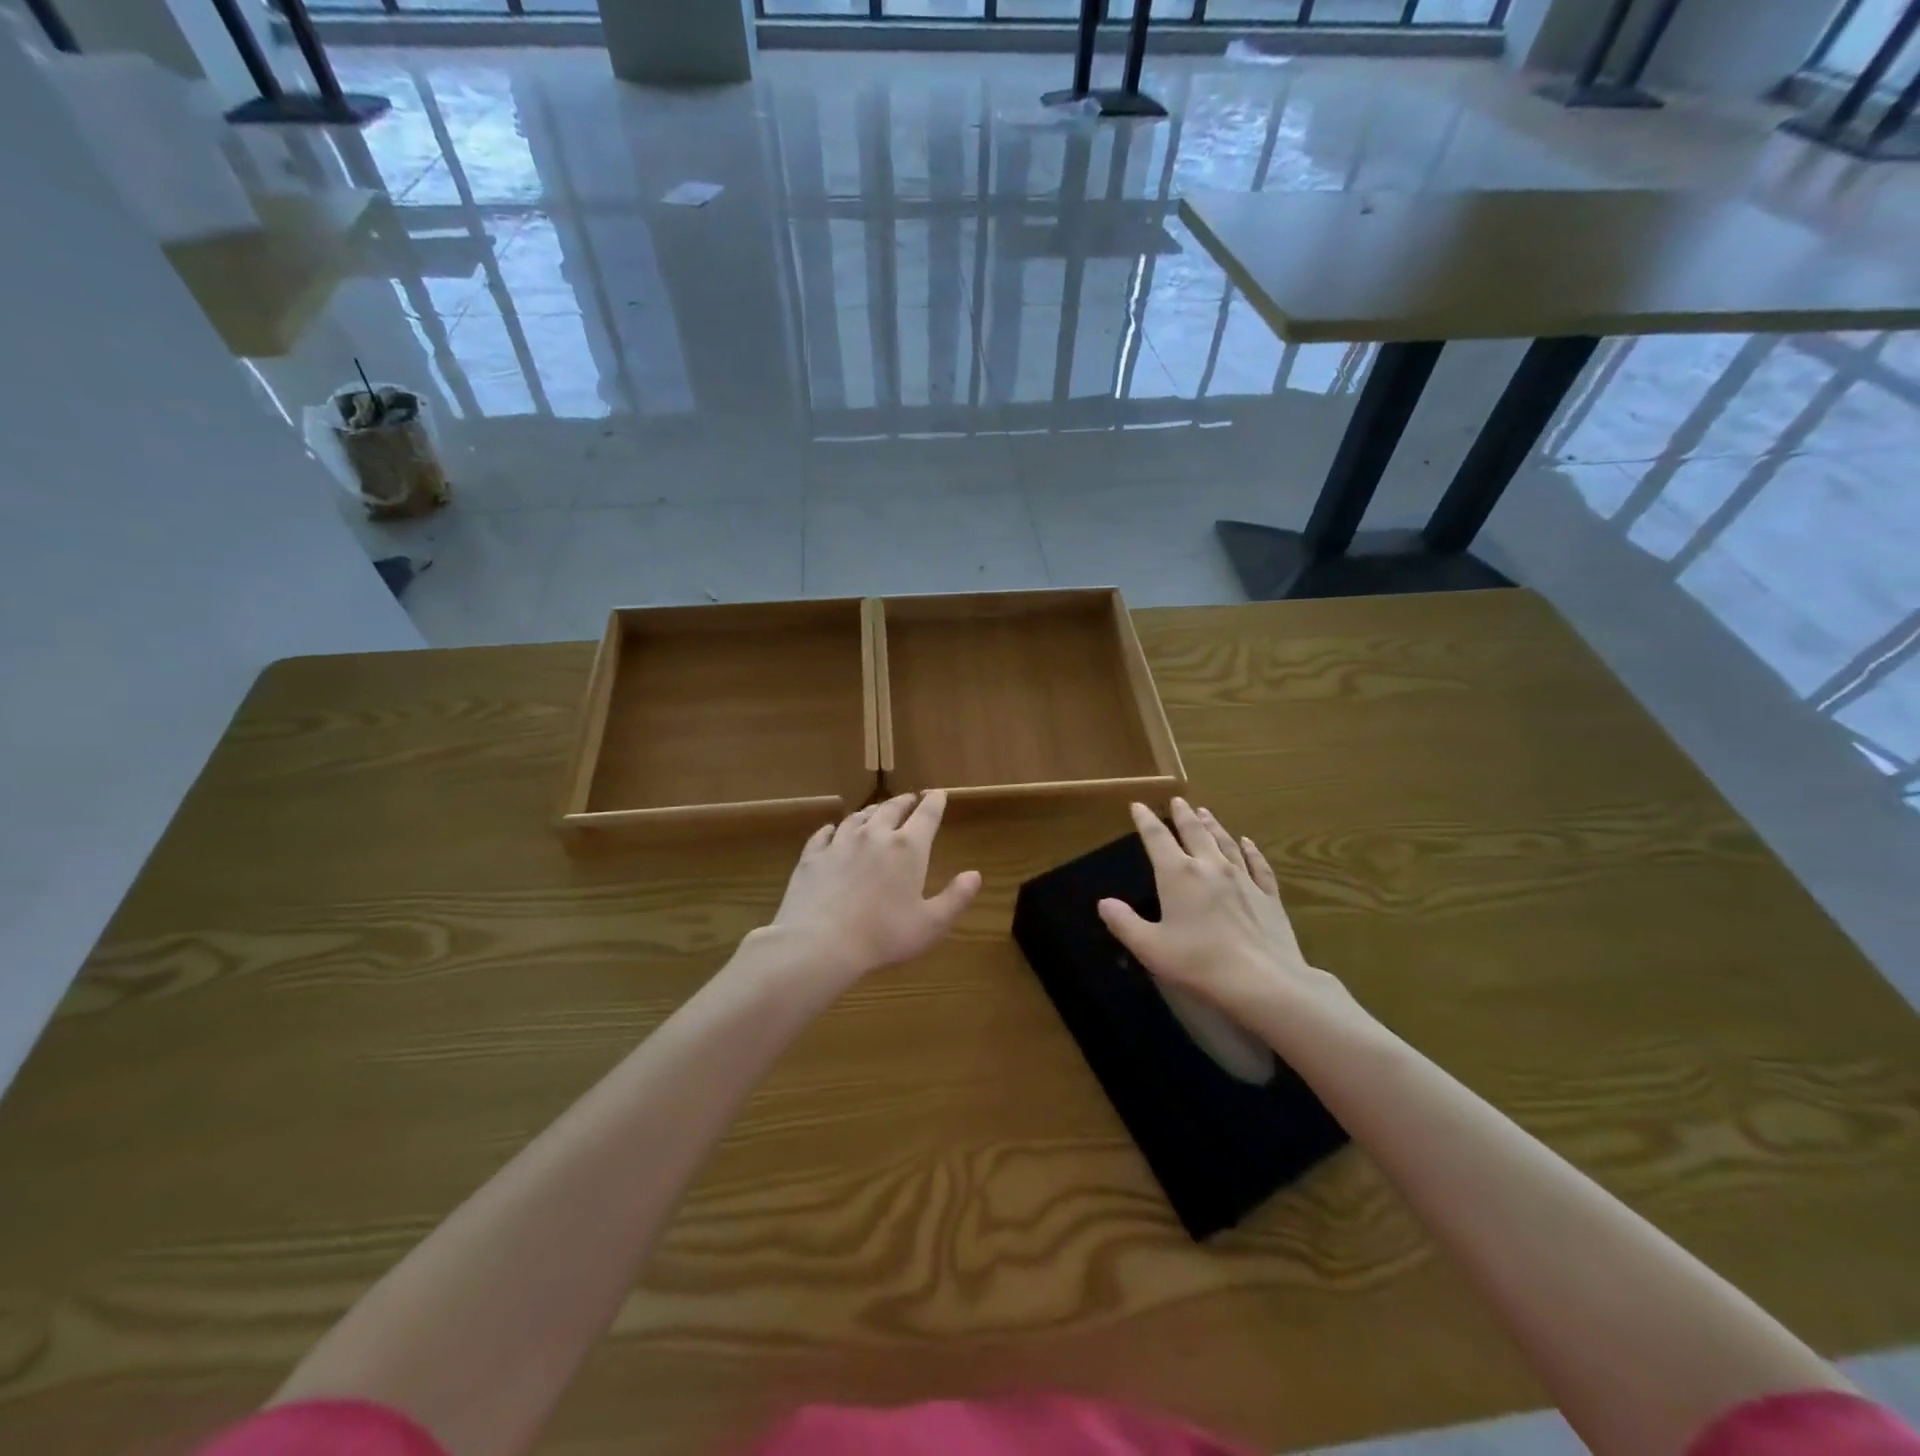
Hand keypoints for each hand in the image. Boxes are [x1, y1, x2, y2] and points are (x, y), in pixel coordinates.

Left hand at [768, 791, 980, 987]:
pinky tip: (832, 830)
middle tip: (910, 799)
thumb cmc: (883, 935)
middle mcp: (874, 836)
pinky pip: (824, 834)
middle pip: (891, 809)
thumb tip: (975, 875)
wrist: (819, 942)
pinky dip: (832, 829)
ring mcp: (840, 843)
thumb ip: (955, 898)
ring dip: (871, 811)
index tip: (938, 793)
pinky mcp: (813, 856)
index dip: (935, 802)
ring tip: (876, 811)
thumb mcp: (931, 924)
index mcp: (907, 848)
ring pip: (858, 817)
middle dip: (904, 802)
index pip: (926, 815)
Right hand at [1098, 798, 1359, 1044]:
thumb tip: (1104, 903)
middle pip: (1195, 832)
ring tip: (1206, 813)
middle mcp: (1210, 867)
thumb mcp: (1150, 947)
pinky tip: (1247, 843)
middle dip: (1183, 816)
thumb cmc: (1199, 964)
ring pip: (1225, 843)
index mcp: (1178, 875)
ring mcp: (1243, 879)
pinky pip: (1258, 864)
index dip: (1145, 821)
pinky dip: (1250, 850)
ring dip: (1213, 826)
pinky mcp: (1268, 896)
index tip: (1138, 806)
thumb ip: (1124, 923)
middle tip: (1177, 801)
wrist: (1264, 982)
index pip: (1157, 839)